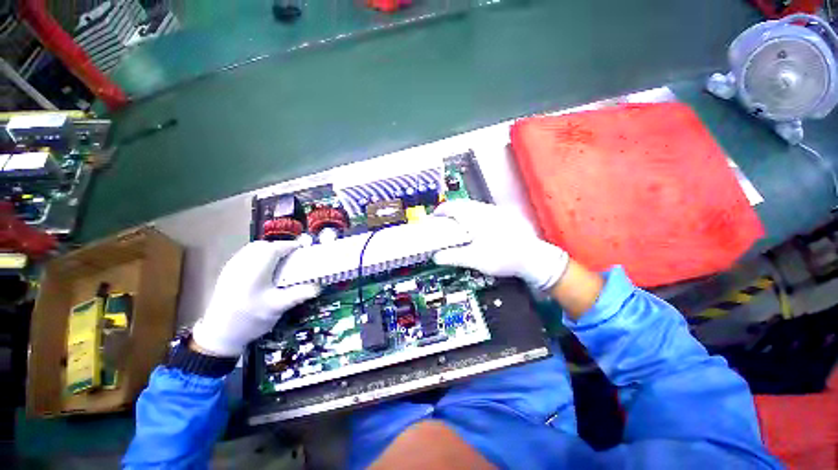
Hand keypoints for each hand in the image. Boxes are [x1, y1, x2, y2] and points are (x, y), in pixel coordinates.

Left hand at [192, 241, 319, 356]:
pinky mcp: (227, 273)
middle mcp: (242, 263)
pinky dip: (258, 256)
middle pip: (262, 245)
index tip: (304, 249)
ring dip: (268, 250)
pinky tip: (264, 270)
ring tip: (280, 262)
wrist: (219, 334)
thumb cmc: (250, 319)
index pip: (275, 248)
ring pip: (252, 249)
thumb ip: (299, 294)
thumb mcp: (277, 307)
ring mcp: (232, 267)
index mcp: (255, 269)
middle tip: (293, 256)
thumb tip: (319, 287)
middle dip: (279, 247)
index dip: (291, 246)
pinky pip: (245, 256)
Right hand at [432, 200, 568, 290]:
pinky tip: (476, 226)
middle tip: (444, 222)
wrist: (534, 258)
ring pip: (474, 206)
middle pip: (462, 204)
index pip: (452, 207)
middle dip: (450, 211)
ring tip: (458, 225)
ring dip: (463, 212)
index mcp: (476, 218)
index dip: (440, 211)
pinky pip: (484, 210)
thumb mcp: (475, 260)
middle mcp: (486, 210)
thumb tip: (436, 256)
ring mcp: (498, 211)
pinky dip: (474, 215)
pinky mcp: (506, 215)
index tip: (433, 218)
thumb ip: (453, 257)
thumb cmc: (503, 257)